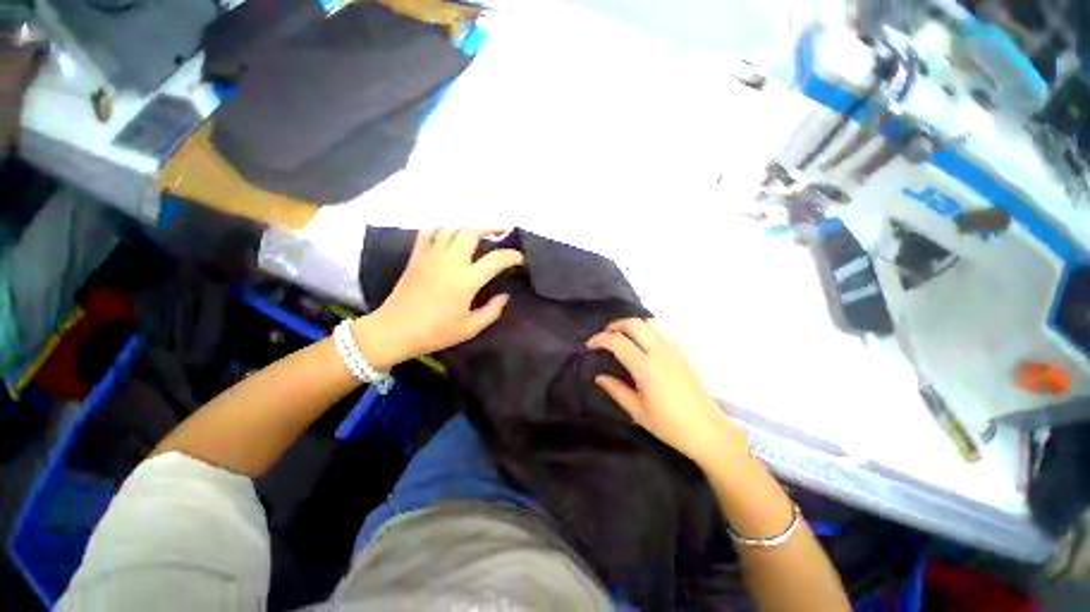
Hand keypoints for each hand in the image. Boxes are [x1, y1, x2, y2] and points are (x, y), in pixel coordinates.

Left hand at [354, 229, 522, 368]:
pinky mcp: (416, 256)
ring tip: (479, 231)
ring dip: (469, 226)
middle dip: (490, 228)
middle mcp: (450, 261)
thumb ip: (492, 311)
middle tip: (502, 232)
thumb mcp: (470, 328)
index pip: (496, 259)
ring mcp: (431, 255)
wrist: (394, 330)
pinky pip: (429, 232)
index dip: (512, 256)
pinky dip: (442, 228)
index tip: (520, 259)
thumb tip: (504, 296)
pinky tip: (449, 234)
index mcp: (466, 280)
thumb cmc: (435, 332)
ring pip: (452, 228)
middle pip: (472, 232)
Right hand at [588, 318, 748, 468]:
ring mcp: (674, 349)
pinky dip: (650, 329)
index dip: (599, 339)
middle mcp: (659, 351)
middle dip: (614, 325)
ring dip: (633, 324)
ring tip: (624, 335)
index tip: (589, 345)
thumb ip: (615, 390)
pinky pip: (664, 330)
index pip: (617, 341)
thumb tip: (598, 376)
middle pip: (633, 323)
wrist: (707, 430)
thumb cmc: (669, 424)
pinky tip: (646, 341)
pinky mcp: (684, 352)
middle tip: (605, 336)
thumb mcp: (636, 411)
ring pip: (650, 322)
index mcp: (645, 367)